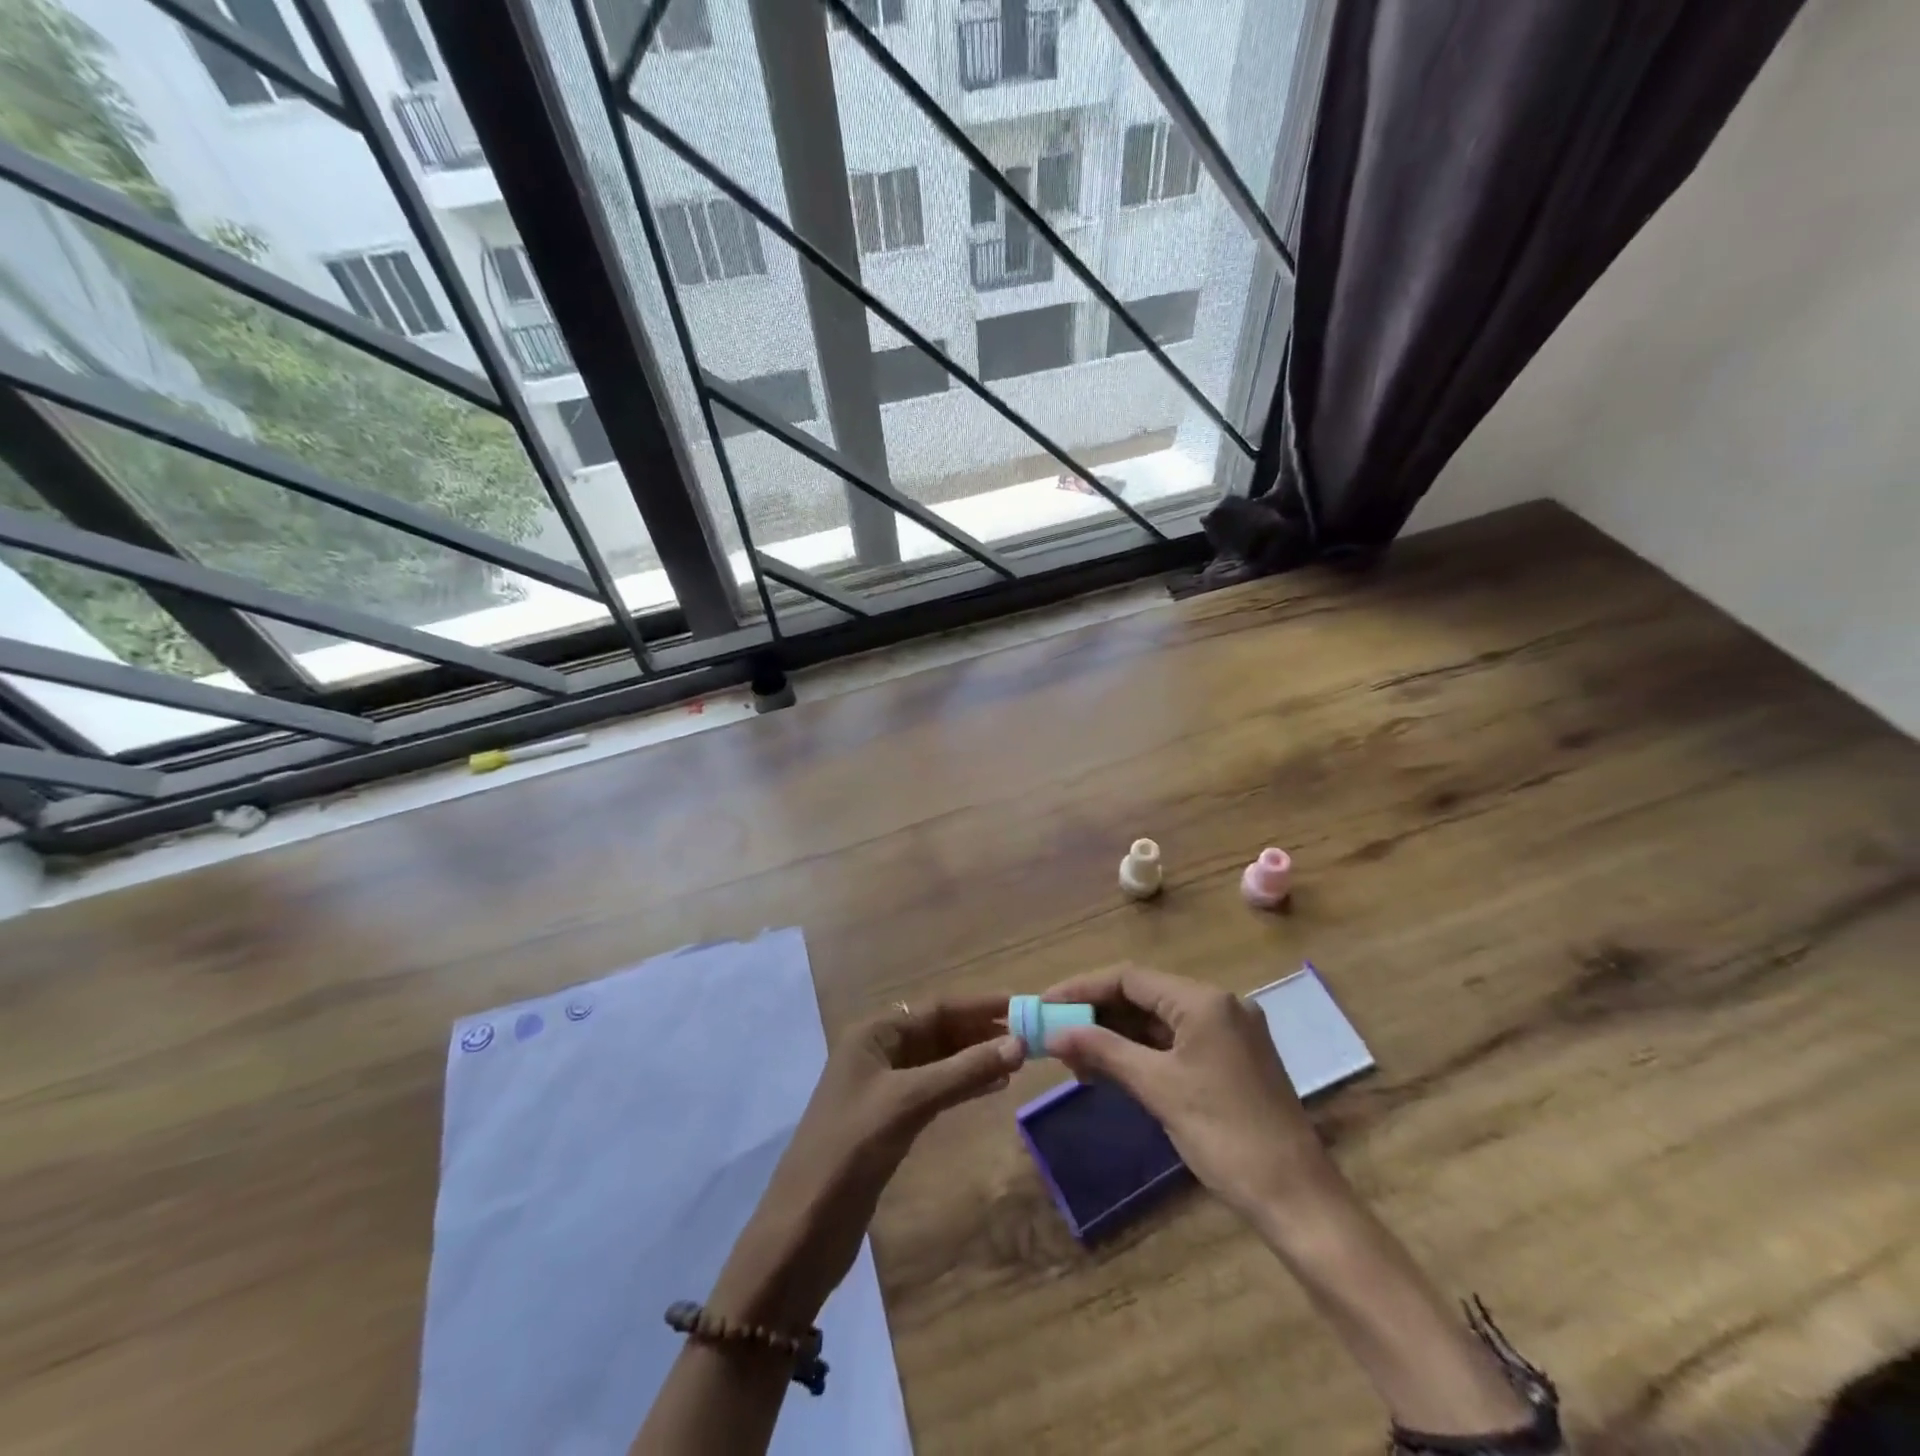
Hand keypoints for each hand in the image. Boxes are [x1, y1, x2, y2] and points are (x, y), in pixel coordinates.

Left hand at [710, 998, 1024, 1329]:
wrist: (803, 1229)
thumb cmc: (851, 1150)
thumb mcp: (909, 1103)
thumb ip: (963, 1072)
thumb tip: (1018, 1044)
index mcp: (873, 1033)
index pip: (935, 1008)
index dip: (979, 1006)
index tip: (1021, 1005)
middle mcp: (877, 1051)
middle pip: (937, 1031)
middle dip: (979, 1032)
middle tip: (1029, 1036)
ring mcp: (882, 1086)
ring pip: (938, 1061)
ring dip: (974, 1059)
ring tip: (1018, 1061)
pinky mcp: (889, 1119)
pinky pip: (934, 1088)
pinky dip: (962, 1085)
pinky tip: (992, 1088)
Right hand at [1042, 965, 1335, 1222]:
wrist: (1298, 1199)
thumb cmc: (1225, 1135)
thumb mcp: (1157, 1088)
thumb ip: (1103, 1051)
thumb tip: (1054, 1033)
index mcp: (1204, 1001)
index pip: (1130, 977)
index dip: (1082, 988)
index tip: (1045, 1004)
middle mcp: (1219, 1005)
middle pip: (1144, 995)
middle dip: (1098, 1014)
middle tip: (1057, 1035)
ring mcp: (1229, 1032)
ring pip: (1159, 1020)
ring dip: (1117, 1035)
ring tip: (1078, 1059)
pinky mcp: (1233, 1059)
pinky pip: (1176, 1042)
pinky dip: (1143, 1052)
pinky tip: (1114, 1070)